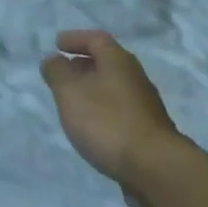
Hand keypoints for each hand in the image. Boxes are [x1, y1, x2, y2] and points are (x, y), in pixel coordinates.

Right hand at [41, 30, 183, 206]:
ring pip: (113, 87)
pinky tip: (92, 126)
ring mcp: (144, 105)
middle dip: (83, 64)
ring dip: (92, 89)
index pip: (96, 39)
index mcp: (118, 61)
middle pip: (107, 62)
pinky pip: (119, 109)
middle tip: (62, 72)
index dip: (75, 38)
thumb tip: (53, 59)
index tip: (57, 44)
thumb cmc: (107, 122)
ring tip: (72, 101)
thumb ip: (58, 73)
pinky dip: (102, 110)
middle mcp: (134, 77)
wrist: (154, 168)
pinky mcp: (147, 130)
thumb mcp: (70, 93)